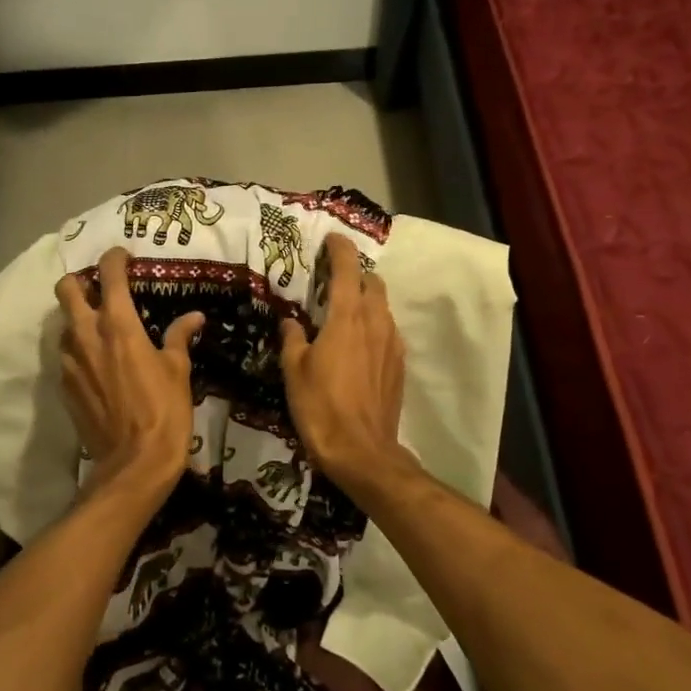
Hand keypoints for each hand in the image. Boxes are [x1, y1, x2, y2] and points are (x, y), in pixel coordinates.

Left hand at [55, 247, 203, 508]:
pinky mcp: (64, 386)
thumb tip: (194, 316)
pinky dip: (79, 349)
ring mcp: (70, 361)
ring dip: (78, 317)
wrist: (133, 464)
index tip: (123, 256)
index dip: (114, 258)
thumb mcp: (178, 371)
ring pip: (63, 323)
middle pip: (67, 290)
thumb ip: (180, 337)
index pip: (109, 275)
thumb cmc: (164, 411)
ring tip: (100, 328)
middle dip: (81, 281)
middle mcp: (87, 335)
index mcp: (118, 325)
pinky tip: (98, 364)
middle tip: (102, 289)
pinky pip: (66, 355)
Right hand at [279, 233, 418, 500]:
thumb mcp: (294, 371)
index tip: (331, 239)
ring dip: (366, 300)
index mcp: (347, 317)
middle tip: (334, 280)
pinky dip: (374, 325)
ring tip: (344, 311)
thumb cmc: (321, 407)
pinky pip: (388, 331)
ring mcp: (392, 344)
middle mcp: (375, 322)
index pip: (347, 269)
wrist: (362, 452)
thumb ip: (293, 339)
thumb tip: (291, 323)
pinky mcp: (399, 365)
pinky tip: (359, 343)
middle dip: (355, 274)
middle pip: (372, 283)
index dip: (340, 249)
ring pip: (383, 307)